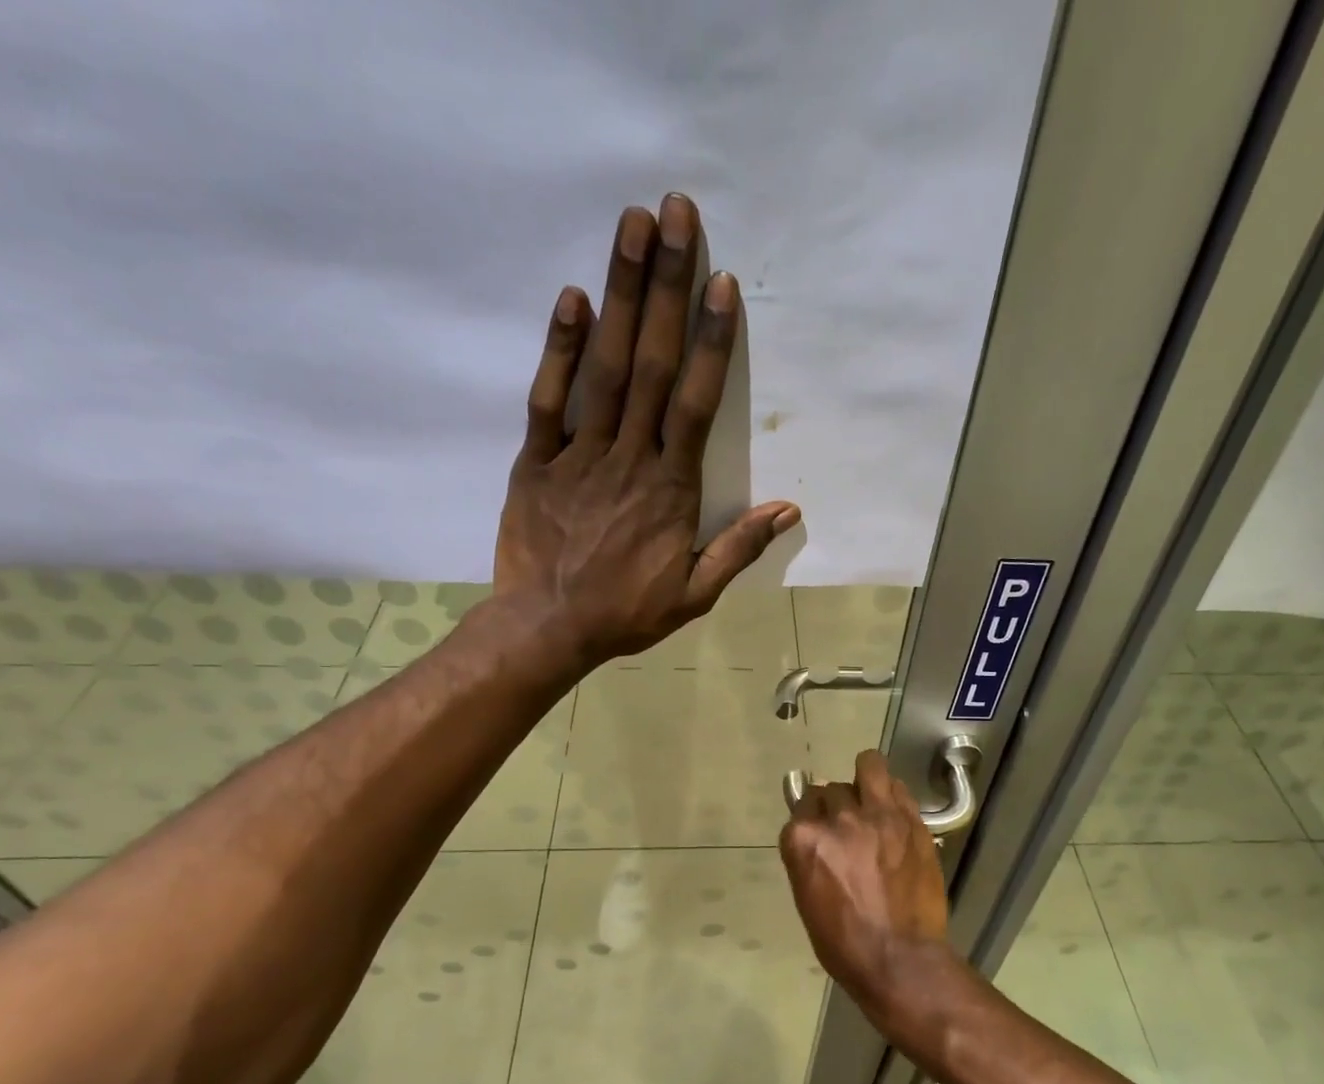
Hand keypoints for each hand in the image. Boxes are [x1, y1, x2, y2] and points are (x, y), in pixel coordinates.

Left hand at [493, 193, 800, 664]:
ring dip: (619, 294)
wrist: (548, 629)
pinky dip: (559, 349)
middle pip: (651, 364)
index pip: (696, 403)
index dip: (710, 343)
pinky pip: (547, 399)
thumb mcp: (694, 594)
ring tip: (631, 227)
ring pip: (604, 367)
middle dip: (666, 287)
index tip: (721, 285)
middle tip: (675, 214)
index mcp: (670, 489)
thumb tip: (788, 510)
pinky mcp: (536, 461)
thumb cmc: (626, 613)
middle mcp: (629, 458)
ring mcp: (579, 454)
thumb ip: (738, 549)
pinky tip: (572, 298)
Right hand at [779, 749, 954, 1025]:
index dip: (812, 818)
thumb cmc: (843, 941)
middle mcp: (839, 819)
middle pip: (832, 790)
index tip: (820, 830)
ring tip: (871, 795)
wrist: (898, 959)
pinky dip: (891, 794)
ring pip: (869, 766)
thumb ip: (808, 854)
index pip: (802, 805)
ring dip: (865, 777)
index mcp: (804, 840)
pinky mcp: (912, 822)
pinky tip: (893, 811)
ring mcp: (879, 817)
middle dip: (837, 805)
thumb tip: (813, 830)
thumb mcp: (807, 896)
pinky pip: (898, 787)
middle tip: (848, 826)